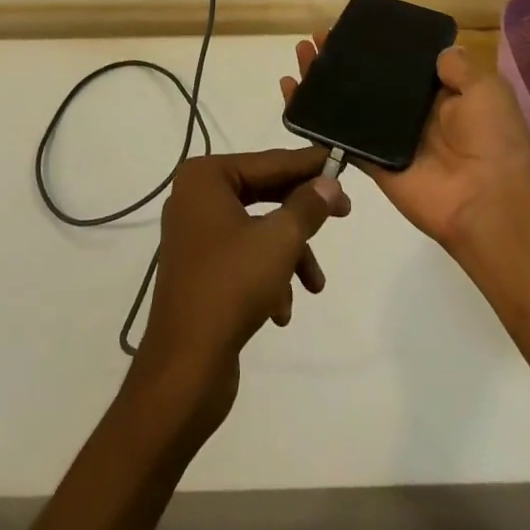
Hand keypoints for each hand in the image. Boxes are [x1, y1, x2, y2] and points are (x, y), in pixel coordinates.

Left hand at [133, 148, 349, 431]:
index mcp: (205, 177)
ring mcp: (195, 234)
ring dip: (289, 255)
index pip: (268, 162)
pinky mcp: (199, 269)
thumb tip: (330, 183)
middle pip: (263, 193)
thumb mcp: (279, 241)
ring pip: (258, 230)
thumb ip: (307, 206)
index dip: (307, 164)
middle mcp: (195, 197)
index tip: (339, 160)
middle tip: (344, 212)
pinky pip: (243, 257)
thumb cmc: (231, 286)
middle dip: (302, 213)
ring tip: (314, 285)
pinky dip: (268, 277)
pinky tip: (281, 311)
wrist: (185, 369)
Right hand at [282, 34, 529, 253]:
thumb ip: (459, 68)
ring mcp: (388, 138)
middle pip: (368, 79)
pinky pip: (338, 136)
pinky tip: (292, 93)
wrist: (487, 201)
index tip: (352, 26)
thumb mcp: (486, 91)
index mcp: (440, 94)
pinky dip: (313, 117)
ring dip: (322, 79)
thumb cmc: (492, 140)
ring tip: (301, 54)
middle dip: (342, 57)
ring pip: (347, 102)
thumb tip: (440, 51)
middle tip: (317, 37)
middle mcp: (411, 113)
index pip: (401, 63)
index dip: (377, 45)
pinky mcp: (371, 161)